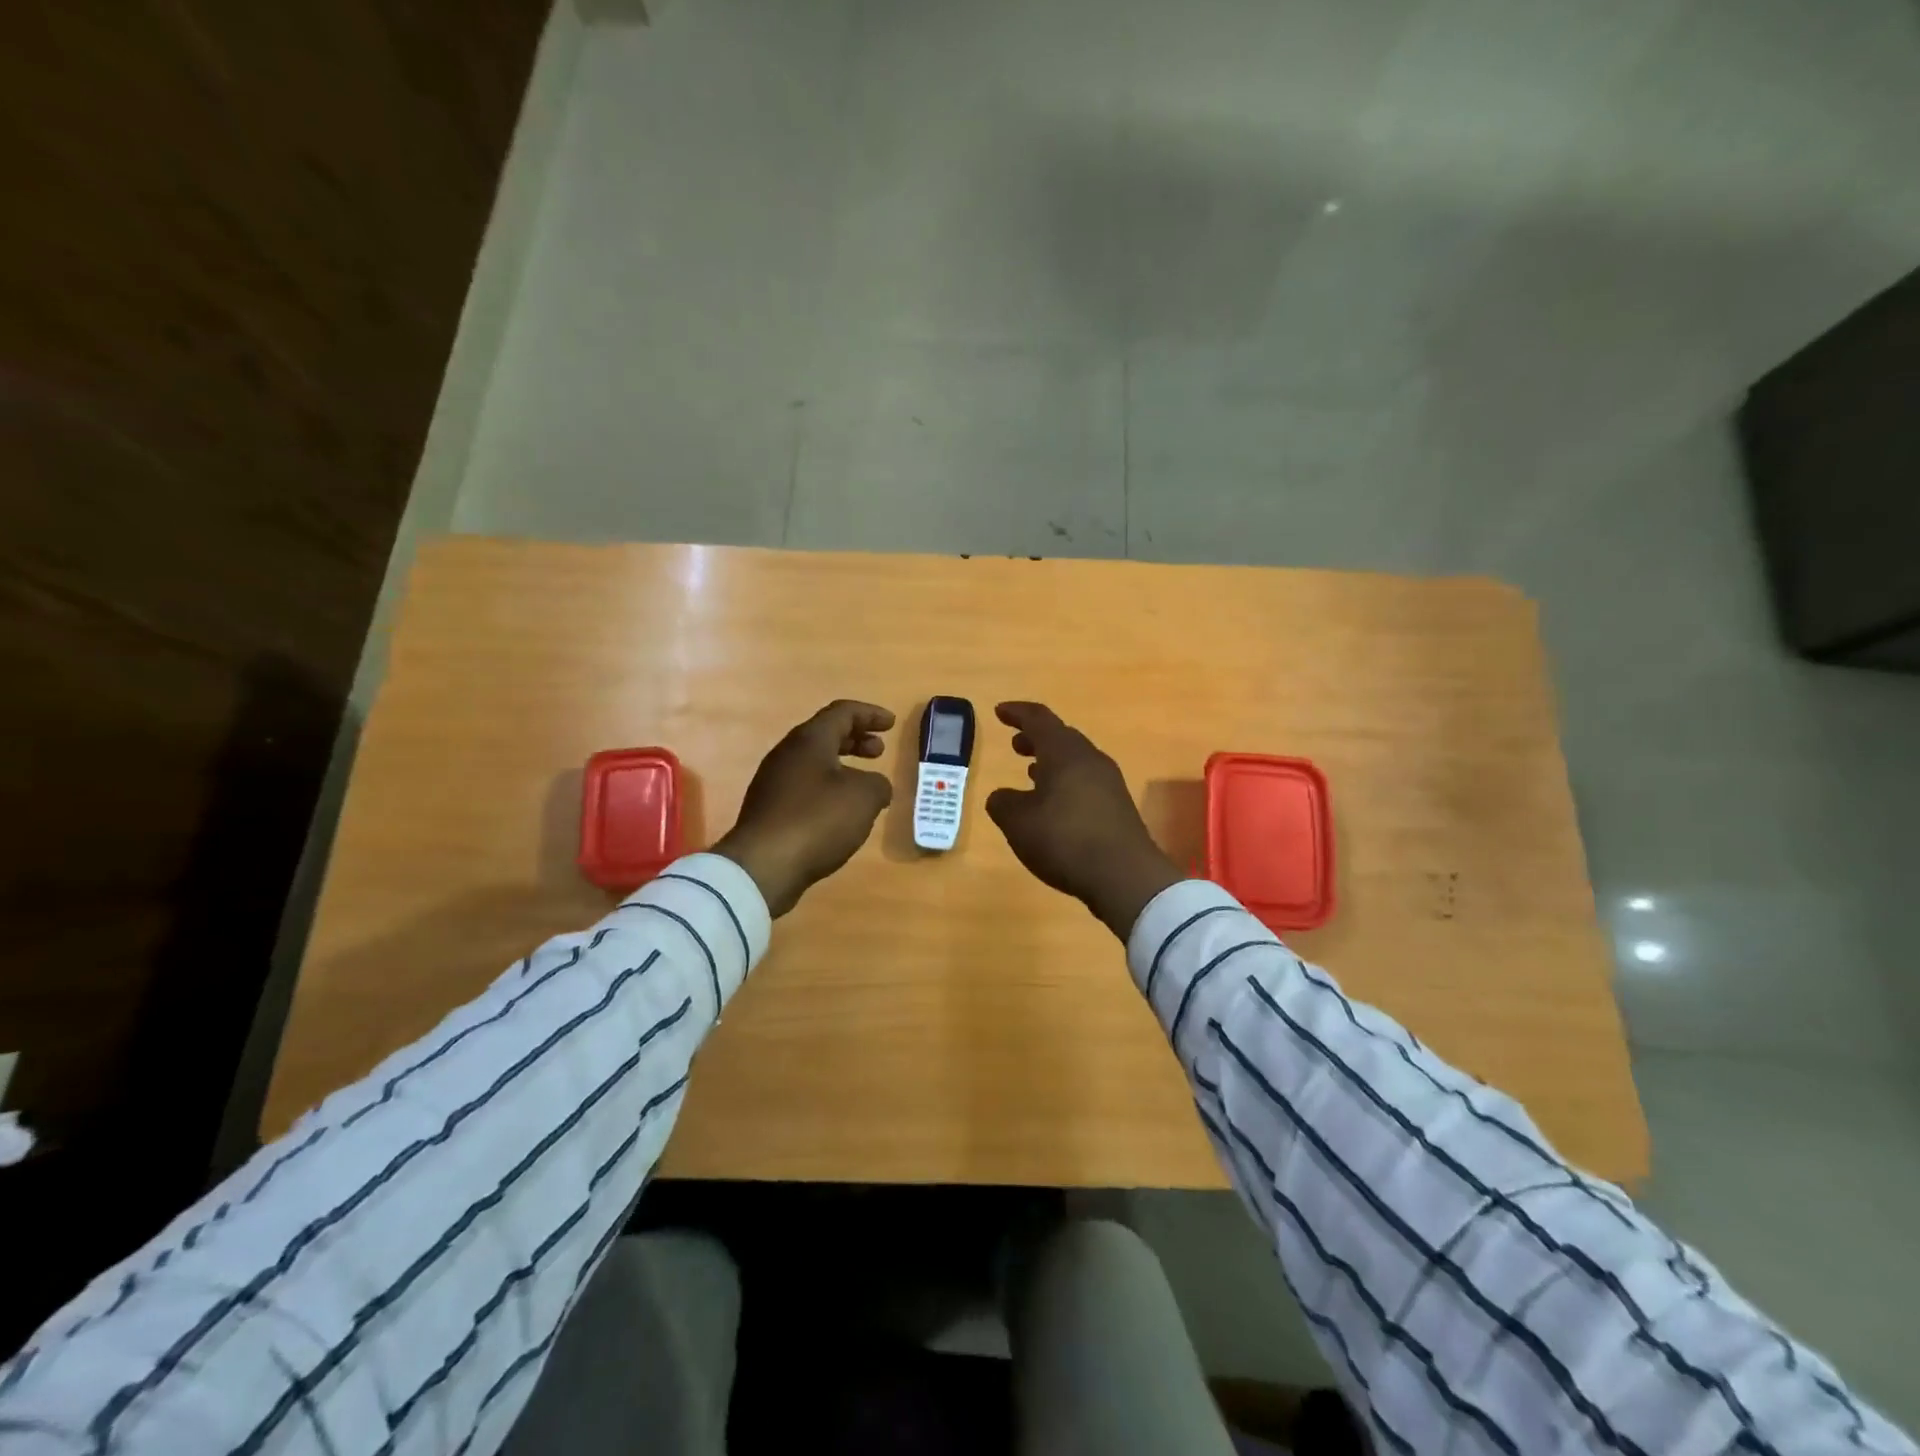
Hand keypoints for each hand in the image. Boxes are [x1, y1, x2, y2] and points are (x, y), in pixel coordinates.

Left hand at [713, 700, 894, 916]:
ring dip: (842, 766)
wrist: (763, 866)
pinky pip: (804, 787)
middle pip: (825, 734)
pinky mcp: (769, 810)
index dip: (870, 714)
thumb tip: (876, 786)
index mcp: (809, 740)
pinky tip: (841, 812)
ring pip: (813, 762)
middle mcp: (787, 754)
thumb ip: (878, 784)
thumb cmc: (817, 820)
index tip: (891, 723)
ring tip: (864, 784)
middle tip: (879, 751)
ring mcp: (773, 782)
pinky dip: (828, 788)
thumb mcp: (864, 797)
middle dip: (855, 739)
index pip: (842, 712)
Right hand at [985, 702, 1180, 939]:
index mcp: (1064, 752)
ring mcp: (1108, 782)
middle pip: (1061, 737)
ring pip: (1075, 760)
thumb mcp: (1018, 822)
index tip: (1000, 712)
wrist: (1125, 876)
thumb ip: (1003, 803)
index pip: (1038, 719)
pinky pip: (1085, 781)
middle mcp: (1090, 759)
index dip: (1017, 713)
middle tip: (1016, 743)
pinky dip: (1065, 781)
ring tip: (1031, 771)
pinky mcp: (1118, 806)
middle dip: (1035, 738)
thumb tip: (1002, 796)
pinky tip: (1055, 803)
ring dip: (1051, 761)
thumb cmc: (1065, 839)